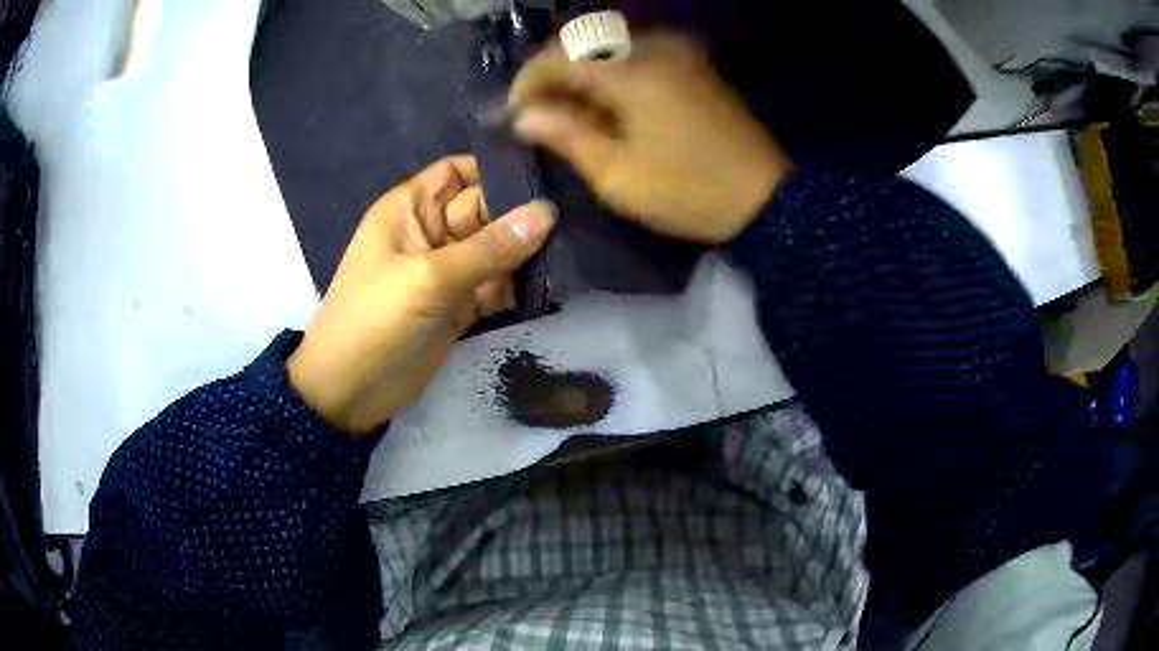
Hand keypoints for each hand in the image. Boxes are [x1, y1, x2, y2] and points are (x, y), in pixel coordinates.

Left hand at [287, 156, 555, 434]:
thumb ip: (490, 247)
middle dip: (524, 212)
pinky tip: (554, 281)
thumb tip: (547, 212)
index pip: (459, 171)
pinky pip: (496, 284)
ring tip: (575, 244)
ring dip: (528, 250)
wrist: (350, 391)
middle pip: (485, 208)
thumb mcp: (429, 277)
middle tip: (576, 215)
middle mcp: (431, 231)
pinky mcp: (460, 305)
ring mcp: (447, 270)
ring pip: (495, 248)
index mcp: (411, 208)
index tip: (549, 174)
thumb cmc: (376, 319)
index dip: (497, 168)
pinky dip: (519, 285)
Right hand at [509, 33, 793, 242]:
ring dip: (580, 73)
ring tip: (568, 112)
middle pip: (581, 44)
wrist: (766, 198)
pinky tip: (606, 103)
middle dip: (551, 76)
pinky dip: (610, 72)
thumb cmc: (688, 191)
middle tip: (537, 114)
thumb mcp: (617, 175)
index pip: (557, 57)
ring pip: (608, 47)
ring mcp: (678, 51)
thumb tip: (524, 116)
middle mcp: (652, 46)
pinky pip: (635, 53)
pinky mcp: (692, 63)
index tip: (513, 115)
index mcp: (630, 70)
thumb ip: (566, 135)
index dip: (526, 83)